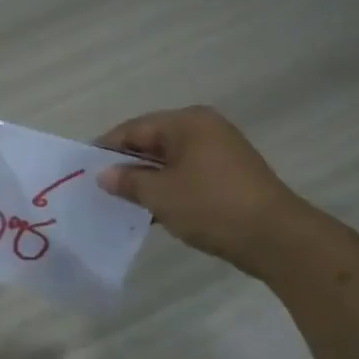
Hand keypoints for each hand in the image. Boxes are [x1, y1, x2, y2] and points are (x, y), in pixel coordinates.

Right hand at [96, 106, 305, 272]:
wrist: (275, 237)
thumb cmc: (211, 206)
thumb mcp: (161, 194)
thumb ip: (128, 181)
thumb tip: (104, 174)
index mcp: (188, 122)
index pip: (135, 128)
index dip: (107, 147)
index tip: (84, 169)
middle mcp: (205, 129)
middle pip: (153, 142)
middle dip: (127, 165)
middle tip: (100, 188)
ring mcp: (220, 153)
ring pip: (170, 162)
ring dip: (147, 181)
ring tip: (122, 203)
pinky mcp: (229, 177)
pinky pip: (188, 176)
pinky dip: (169, 190)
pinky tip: (152, 212)